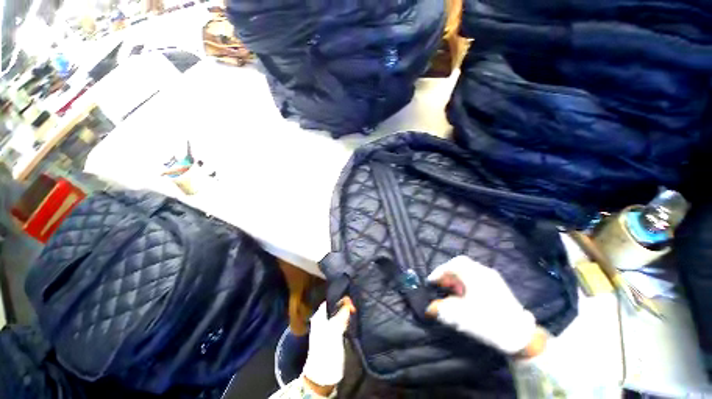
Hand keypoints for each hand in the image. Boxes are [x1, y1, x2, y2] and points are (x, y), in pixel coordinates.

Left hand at [302, 298, 355, 391]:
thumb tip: (349, 301)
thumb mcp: (334, 329)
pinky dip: (348, 320)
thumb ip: (342, 313)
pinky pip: (342, 323)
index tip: (351, 300)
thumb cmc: (327, 348)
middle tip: (355, 305)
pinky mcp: (335, 335)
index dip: (341, 298)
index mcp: (319, 315)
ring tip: (356, 311)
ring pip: (340, 314)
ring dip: (347, 313)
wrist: (323, 374)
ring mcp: (329, 327)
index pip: (331, 300)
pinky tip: (354, 320)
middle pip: (336, 306)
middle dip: (345, 305)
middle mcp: (323, 319)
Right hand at [426, 256, 538, 354]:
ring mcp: (493, 277)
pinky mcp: (498, 285)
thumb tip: (430, 307)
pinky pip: (477, 276)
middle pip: (460, 264)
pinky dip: (466, 281)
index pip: (451, 265)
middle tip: (441, 284)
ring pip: (469, 270)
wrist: (521, 335)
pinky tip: (465, 294)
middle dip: (447, 273)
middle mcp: (483, 272)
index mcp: (474, 275)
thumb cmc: (489, 322)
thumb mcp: (461, 316)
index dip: (438, 272)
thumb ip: (442, 308)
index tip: (431, 281)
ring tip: (451, 291)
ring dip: (457, 277)